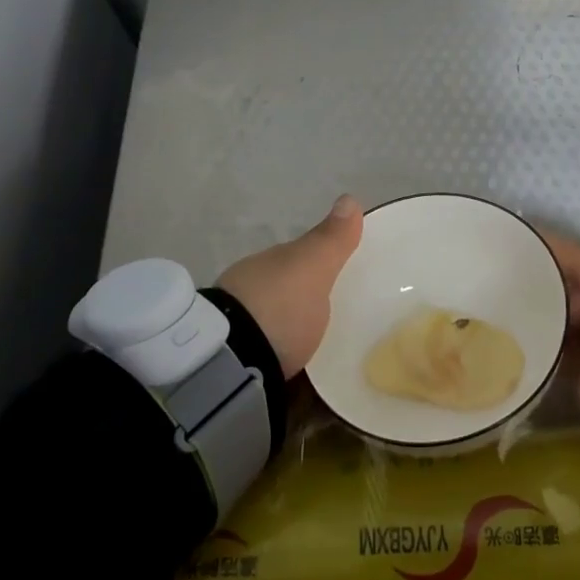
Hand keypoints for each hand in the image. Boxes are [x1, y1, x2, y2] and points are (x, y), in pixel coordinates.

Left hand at [217, 196, 362, 377]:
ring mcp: (238, 337)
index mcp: (264, 268)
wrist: (230, 369)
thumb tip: (349, 198)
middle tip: (334, 318)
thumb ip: (330, 240)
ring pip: (273, 332)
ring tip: (323, 355)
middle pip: (283, 296)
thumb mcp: (312, 268)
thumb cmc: (277, 307)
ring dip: (290, 338)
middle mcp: (247, 297)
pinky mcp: (239, 375)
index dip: (315, 265)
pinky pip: (268, 367)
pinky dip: (284, 370)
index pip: (294, 260)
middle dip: (301, 304)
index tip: (337, 277)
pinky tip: (300, 381)